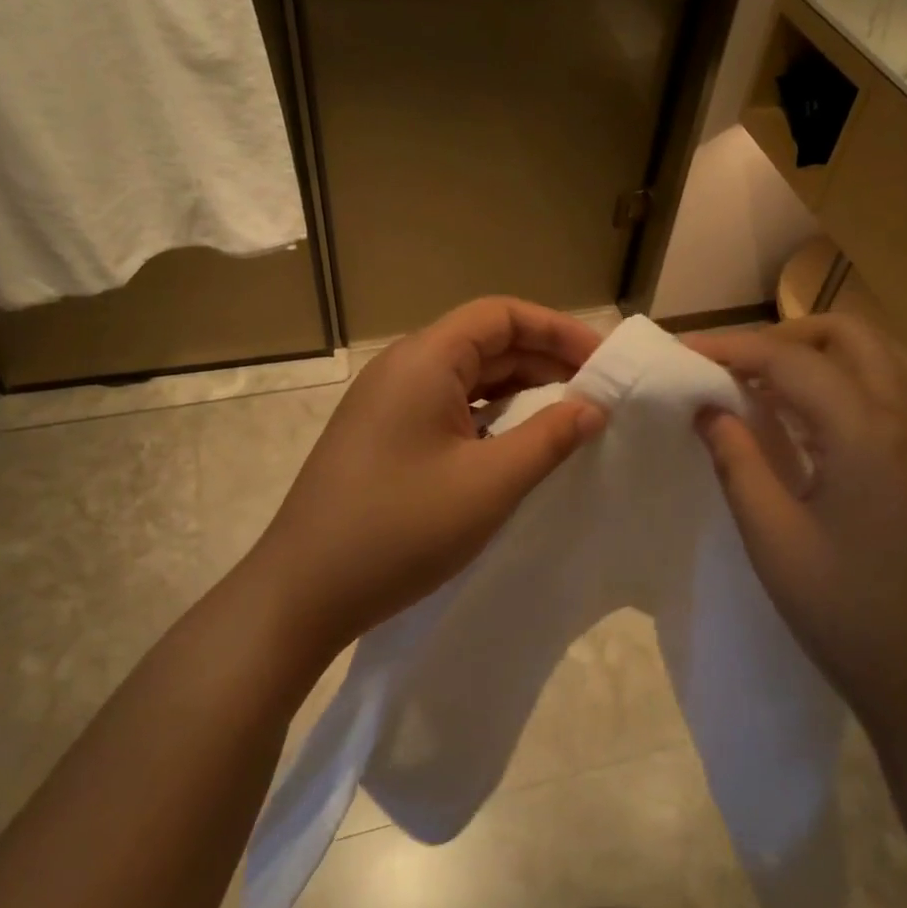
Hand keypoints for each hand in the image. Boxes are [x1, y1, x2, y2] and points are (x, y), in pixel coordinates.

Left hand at [250, 297, 606, 660]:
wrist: (303, 592)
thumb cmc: (400, 530)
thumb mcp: (489, 484)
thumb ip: (549, 438)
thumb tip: (593, 407)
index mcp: (423, 360)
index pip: (501, 315)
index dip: (557, 329)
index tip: (603, 362)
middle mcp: (402, 368)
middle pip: (484, 341)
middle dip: (543, 358)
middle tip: (597, 390)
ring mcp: (387, 403)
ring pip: (465, 376)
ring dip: (518, 387)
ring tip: (568, 411)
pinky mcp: (382, 436)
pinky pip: (446, 406)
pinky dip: (488, 413)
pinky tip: (515, 440)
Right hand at [689, 314, 906, 750]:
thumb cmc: (851, 619)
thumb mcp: (775, 540)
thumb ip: (738, 461)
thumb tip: (708, 407)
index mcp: (868, 432)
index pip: (789, 359)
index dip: (730, 347)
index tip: (683, 351)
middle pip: (847, 333)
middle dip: (782, 337)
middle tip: (732, 367)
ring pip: (878, 355)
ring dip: (818, 354)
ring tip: (766, 389)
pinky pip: (894, 389)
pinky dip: (847, 381)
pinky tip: (813, 423)